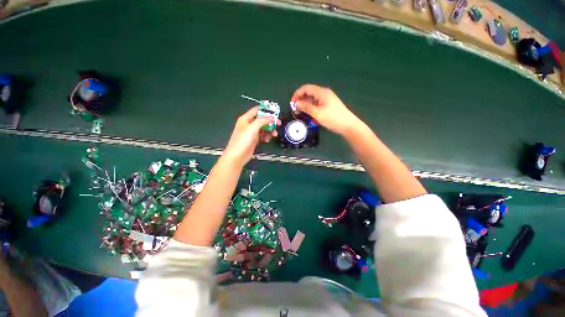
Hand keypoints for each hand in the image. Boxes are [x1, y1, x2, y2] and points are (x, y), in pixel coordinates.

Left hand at [223, 106, 277, 167]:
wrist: (237, 156)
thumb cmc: (243, 140)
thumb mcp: (252, 128)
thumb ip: (262, 121)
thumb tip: (271, 117)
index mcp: (246, 119)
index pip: (257, 110)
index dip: (265, 110)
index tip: (275, 112)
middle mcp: (249, 124)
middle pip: (262, 119)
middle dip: (270, 122)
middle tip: (279, 124)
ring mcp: (252, 133)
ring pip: (263, 128)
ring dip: (270, 130)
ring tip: (274, 134)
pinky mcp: (254, 140)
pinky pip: (262, 135)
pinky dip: (266, 136)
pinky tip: (267, 140)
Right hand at [291, 84, 359, 134]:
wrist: (348, 125)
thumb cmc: (333, 118)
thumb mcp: (317, 113)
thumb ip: (306, 107)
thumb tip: (296, 103)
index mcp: (322, 92)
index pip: (306, 88)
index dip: (297, 94)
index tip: (292, 103)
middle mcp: (324, 93)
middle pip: (309, 93)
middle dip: (300, 99)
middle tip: (295, 109)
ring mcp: (327, 99)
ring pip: (313, 99)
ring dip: (305, 104)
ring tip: (299, 112)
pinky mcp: (329, 105)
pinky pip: (317, 103)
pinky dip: (311, 107)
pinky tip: (308, 113)